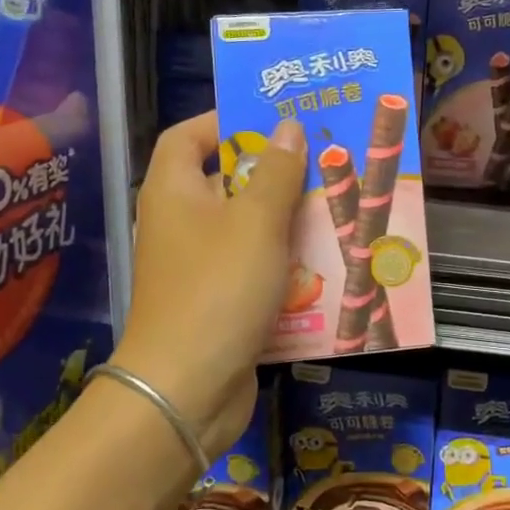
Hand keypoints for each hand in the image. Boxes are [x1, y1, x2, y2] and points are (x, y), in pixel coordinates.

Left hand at [113, 112, 306, 459]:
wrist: (187, 389)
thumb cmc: (218, 288)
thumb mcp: (256, 222)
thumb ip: (277, 172)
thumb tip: (288, 127)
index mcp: (174, 192)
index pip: (188, 136)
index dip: (225, 121)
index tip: (274, 120)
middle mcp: (180, 223)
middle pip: (226, 181)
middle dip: (274, 172)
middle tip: (324, 161)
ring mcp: (198, 265)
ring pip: (247, 228)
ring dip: (287, 219)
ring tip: (335, 207)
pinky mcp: (218, 301)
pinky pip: (254, 267)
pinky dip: (284, 261)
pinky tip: (325, 261)